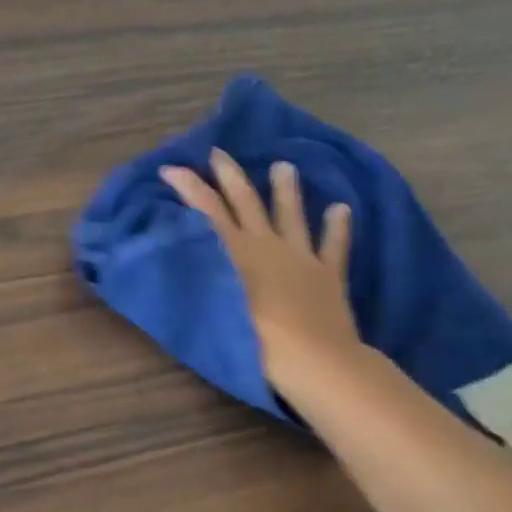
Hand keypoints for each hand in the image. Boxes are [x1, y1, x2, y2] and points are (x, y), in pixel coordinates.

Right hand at [160, 150, 363, 399]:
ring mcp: (301, 256)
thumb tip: (178, 255)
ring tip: (284, 166)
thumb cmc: (252, 341)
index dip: (187, 186)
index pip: (206, 209)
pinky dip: (337, 227)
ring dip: (286, 190)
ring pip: (291, 215)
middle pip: (246, 202)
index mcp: (235, 252)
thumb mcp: (211, 308)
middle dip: (229, 175)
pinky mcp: (328, 274)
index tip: (170, 167)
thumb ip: (195, 278)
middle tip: (219, 153)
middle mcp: (267, 245)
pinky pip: (334, 245)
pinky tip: (341, 209)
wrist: (312, 358)